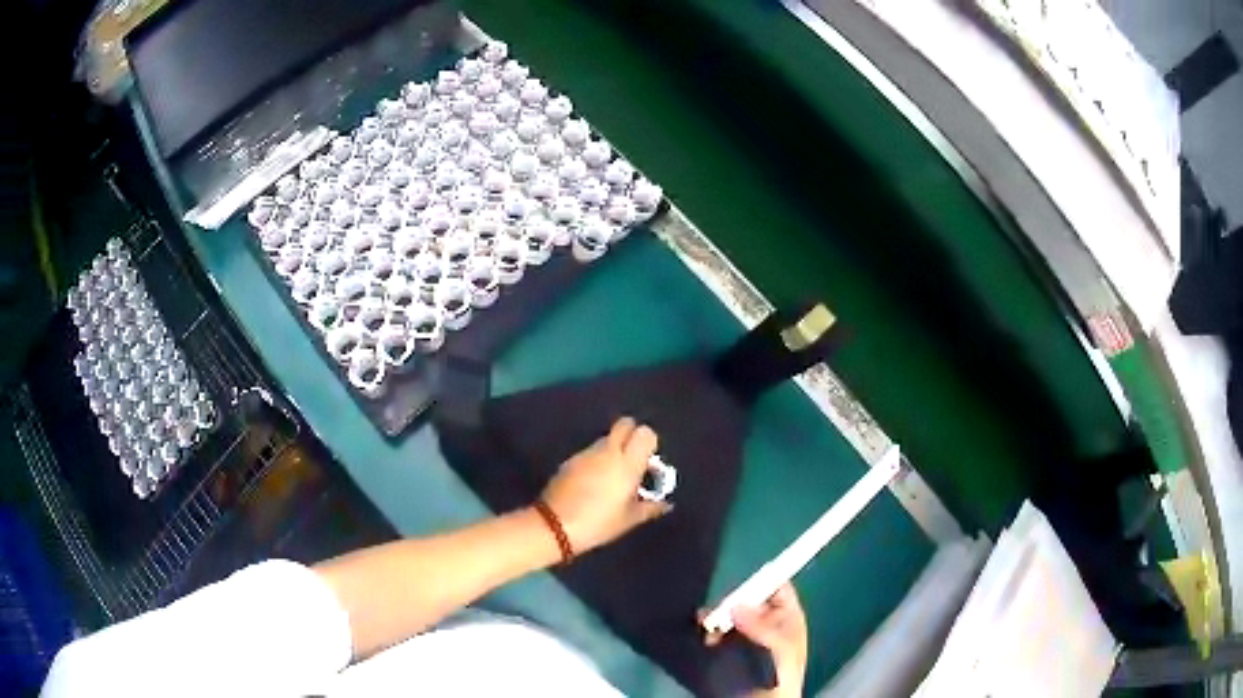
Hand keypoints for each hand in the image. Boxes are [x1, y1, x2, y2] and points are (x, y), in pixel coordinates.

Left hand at [540, 417, 670, 553]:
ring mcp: (586, 453)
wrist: (556, 525)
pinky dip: (595, 459)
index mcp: (628, 463)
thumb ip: (651, 507)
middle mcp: (608, 451)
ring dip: (613, 448)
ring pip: (606, 438)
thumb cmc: (599, 523)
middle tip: (633, 458)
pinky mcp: (570, 460)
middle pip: (624, 424)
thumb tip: (666, 504)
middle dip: (631, 434)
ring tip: (611, 475)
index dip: (649, 442)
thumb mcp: (629, 519)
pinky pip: (589, 452)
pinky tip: (592, 481)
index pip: (645, 433)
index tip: (648, 460)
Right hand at [704, 584, 807, 697]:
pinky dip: (708, 630)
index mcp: (787, 617)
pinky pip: (715, 630)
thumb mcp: (778, 646)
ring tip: (707, 623)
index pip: (777, 587)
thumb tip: (736, 606)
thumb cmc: (781, 672)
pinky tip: (704, 636)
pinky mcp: (728, 647)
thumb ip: (759, 625)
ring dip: (717, 617)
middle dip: (732, 601)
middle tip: (720, 609)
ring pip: (729, 615)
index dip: (763, 580)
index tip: (743, 581)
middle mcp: (766, 622)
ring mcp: (746, 635)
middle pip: (748, 599)